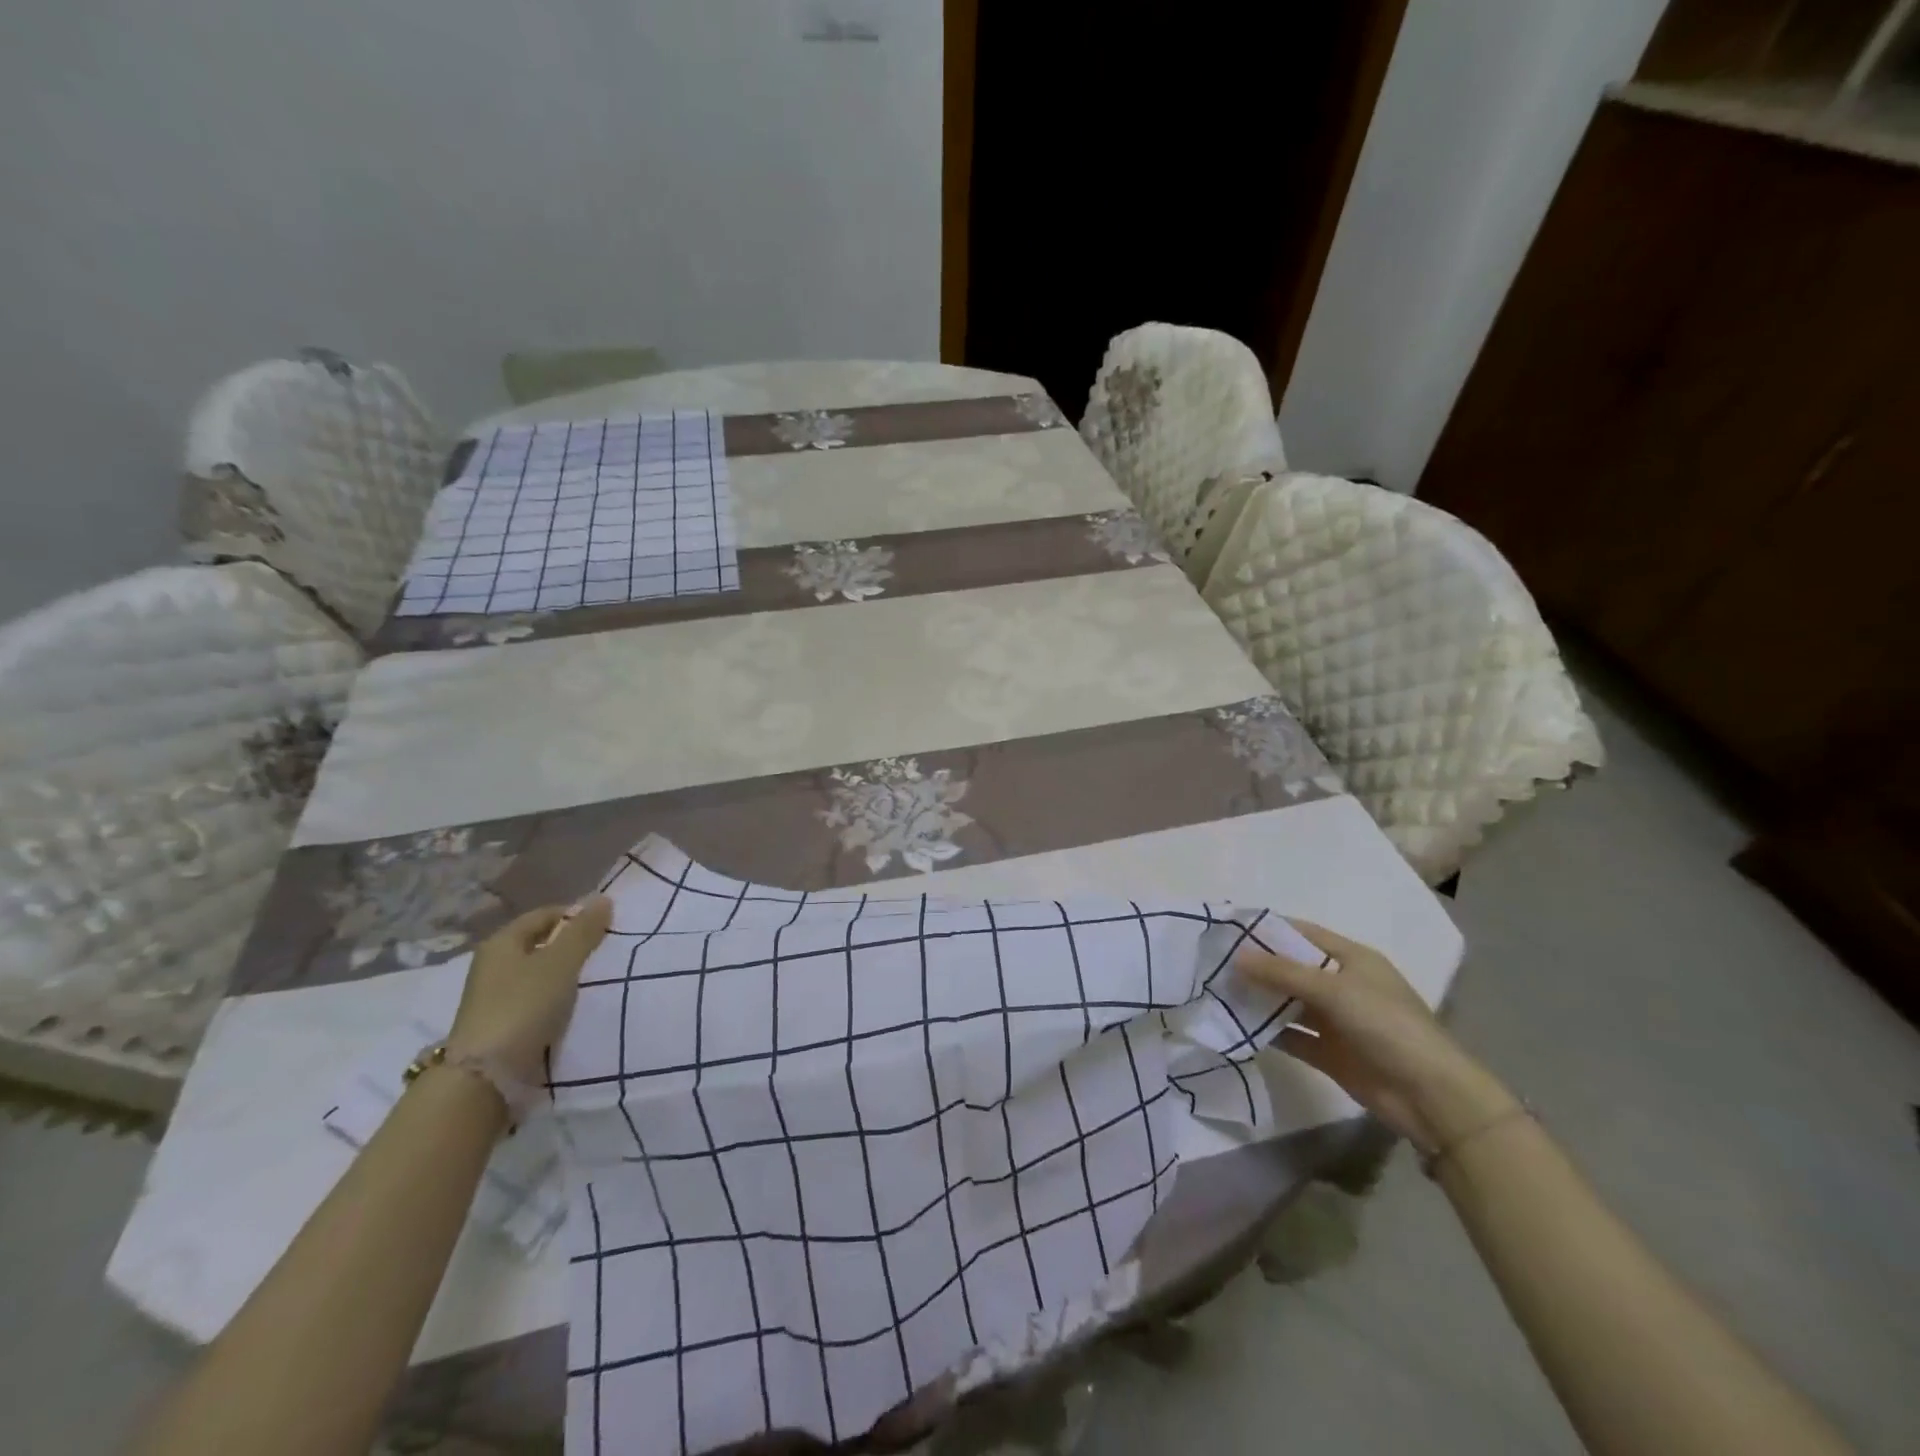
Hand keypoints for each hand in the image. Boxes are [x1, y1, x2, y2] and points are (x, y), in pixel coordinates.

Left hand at [447, 898, 613, 1086]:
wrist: (484, 1077)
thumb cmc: (523, 1007)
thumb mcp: (560, 964)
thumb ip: (583, 931)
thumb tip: (603, 898)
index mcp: (502, 942)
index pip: (545, 914)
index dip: (577, 915)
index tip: (607, 927)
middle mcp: (493, 964)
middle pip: (541, 943)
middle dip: (573, 945)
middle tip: (605, 952)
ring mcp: (494, 996)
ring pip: (539, 972)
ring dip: (565, 973)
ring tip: (596, 980)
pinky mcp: (501, 1023)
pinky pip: (536, 998)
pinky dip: (556, 997)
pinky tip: (575, 1006)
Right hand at [1238, 920, 1517, 1152]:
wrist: (1429, 1095)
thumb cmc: (1386, 1025)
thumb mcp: (1334, 990)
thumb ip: (1283, 973)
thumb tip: (1236, 957)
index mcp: (1352, 958)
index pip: (1302, 934)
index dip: (1268, 929)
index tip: (1228, 928)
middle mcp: (1342, 984)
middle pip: (1292, 968)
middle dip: (1257, 965)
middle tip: (1213, 962)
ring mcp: (1335, 1020)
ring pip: (1289, 1002)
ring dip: (1259, 999)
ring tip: (1216, 991)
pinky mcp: (1329, 1052)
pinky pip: (1291, 1035)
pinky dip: (1267, 1031)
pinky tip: (1236, 1027)